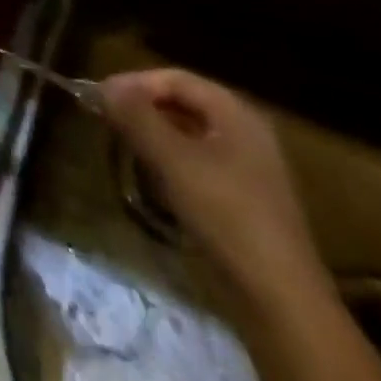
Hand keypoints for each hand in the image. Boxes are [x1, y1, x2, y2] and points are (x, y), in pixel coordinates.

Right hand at [99, 68, 327, 308]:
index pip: (174, 79)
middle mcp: (245, 131)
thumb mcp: (173, 160)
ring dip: (152, 135)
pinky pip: (197, 163)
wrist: (281, 302)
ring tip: (122, 146)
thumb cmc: (226, 215)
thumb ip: (136, 116)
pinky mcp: (243, 200)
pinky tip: (151, 180)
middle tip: (106, 120)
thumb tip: (103, 86)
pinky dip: (169, 162)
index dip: (134, 83)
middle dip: (142, 108)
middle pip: (182, 104)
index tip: (98, 98)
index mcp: (235, 112)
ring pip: (187, 135)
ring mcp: (247, 167)